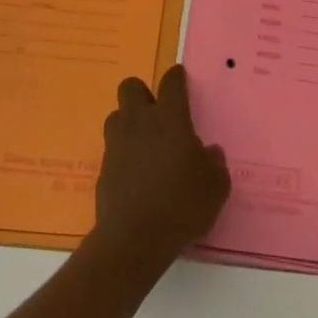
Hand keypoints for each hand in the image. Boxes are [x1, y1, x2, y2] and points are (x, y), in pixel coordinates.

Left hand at [89, 65, 230, 274]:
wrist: (134, 240)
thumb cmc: (181, 205)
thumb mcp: (215, 187)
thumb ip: (214, 164)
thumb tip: (209, 153)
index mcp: (169, 117)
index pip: (171, 81)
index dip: (177, 77)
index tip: (181, 80)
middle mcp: (139, 122)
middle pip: (131, 87)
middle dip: (143, 93)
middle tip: (158, 113)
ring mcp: (117, 144)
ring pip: (116, 115)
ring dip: (128, 123)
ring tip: (144, 143)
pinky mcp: (102, 169)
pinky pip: (112, 149)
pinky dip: (122, 154)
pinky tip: (135, 174)